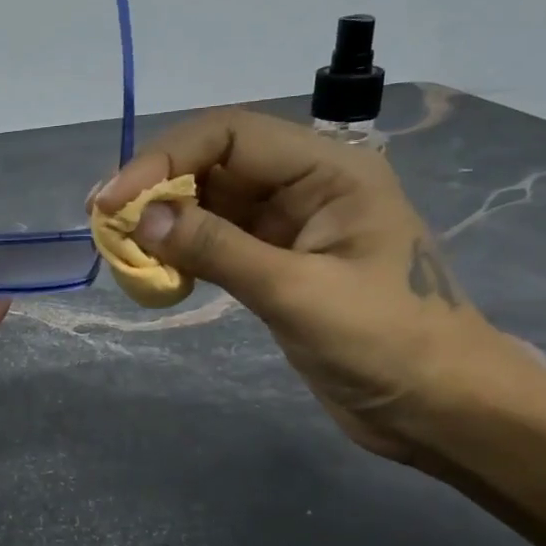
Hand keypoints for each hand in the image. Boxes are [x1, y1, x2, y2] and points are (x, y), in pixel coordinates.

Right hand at [93, 109, 510, 463]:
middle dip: (157, 188)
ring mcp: (289, 226)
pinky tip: (156, 273)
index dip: (164, 159)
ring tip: (121, 250)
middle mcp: (306, 185)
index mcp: (328, 170)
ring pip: (209, 203)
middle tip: (105, 224)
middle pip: (213, 163)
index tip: (115, 201)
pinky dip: (181, 252)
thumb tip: (143, 219)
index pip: (229, 134)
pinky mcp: (276, 264)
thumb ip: (219, 248)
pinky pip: (215, 242)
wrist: (439, 410)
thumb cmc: (387, 343)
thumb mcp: (298, 293)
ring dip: (164, 222)